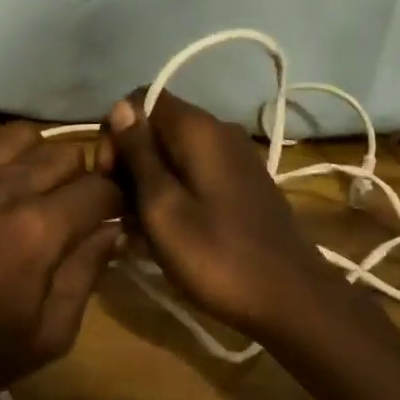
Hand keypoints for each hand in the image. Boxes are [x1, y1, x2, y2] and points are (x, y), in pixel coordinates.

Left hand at [0, 122, 121, 399]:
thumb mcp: (50, 334)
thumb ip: (88, 273)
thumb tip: (115, 230)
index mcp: (40, 228)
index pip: (101, 188)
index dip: (113, 203)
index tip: (108, 219)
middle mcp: (5, 187)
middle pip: (66, 154)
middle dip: (78, 181)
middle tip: (66, 211)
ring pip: (20, 135)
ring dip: (33, 159)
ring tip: (25, 189)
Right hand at [98, 90, 339, 339]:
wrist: (291, 300)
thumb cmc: (217, 255)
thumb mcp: (163, 207)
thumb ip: (139, 154)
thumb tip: (119, 107)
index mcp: (198, 129)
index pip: (141, 100)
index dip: (115, 132)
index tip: (107, 176)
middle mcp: (218, 132)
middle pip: (157, 128)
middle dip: (129, 162)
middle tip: (118, 210)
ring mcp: (234, 159)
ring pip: (173, 155)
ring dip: (148, 185)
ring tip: (136, 231)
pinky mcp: (241, 185)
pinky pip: (194, 175)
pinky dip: (172, 195)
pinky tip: (161, 235)